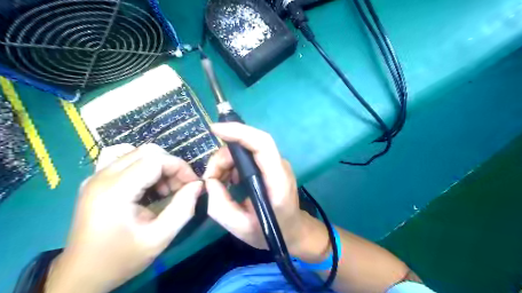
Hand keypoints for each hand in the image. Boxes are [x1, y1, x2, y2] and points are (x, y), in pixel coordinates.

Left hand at [46, 145, 202, 292]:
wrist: (81, 275)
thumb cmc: (121, 258)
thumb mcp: (159, 238)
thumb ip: (183, 209)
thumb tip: (198, 185)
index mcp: (115, 191)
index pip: (156, 159)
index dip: (180, 167)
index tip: (193, 184)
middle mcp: (102, 176)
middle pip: (148, 152)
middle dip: (171, 166)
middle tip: (181, 187)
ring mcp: (96, 176)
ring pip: (139, 154)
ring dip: (160, 167)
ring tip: (166, 190)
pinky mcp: (96, 180)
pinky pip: (128, 161)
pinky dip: (147, 169)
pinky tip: (150, 188)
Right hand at [202, 122, 325, 260]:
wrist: (293, 230)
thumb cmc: (271, 232)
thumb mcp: (240, 228)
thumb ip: (220, 205)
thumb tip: (210, 181)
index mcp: (278, 181)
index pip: (262, 144)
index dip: (240, 132)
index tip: (215, 130)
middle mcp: (279, 166)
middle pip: (249, 145)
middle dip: (224, 156)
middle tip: (211, 178)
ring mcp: (276, 164)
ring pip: (246, 150)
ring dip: (226, 162)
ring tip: (219, 182)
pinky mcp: (271, 165)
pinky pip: (248, 157)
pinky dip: (233, 165)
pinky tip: (229, 180)